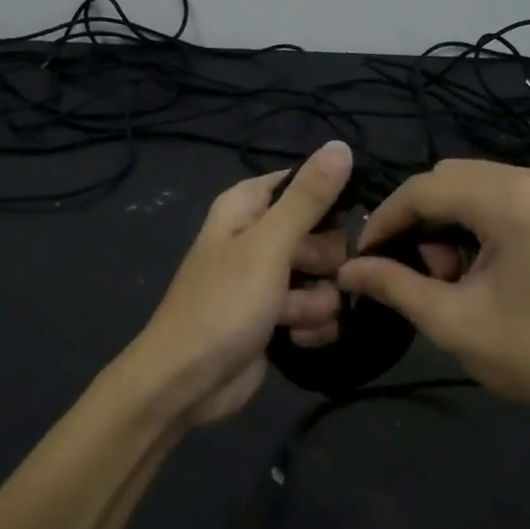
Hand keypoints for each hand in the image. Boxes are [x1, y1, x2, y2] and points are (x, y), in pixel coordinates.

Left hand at [125, 140, 353, 426]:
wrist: (186, 383)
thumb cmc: (222, 305)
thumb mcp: (268, 246)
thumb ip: (308, 198)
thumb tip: (341, 145)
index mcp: (248, 207)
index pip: (305, 184)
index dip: (328, 203)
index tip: (343, 222)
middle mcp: (259, 238)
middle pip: (324, 234)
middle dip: (323, 262)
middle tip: (305, 275)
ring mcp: (270, 281)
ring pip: (326, 279)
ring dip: (316, 302)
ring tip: (289, 317)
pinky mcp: (279, 318)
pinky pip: (318, 312)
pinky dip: (310, 327)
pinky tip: (293, 339)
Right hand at [337, 160, 529, 468]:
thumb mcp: (452, 322)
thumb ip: (393, 286)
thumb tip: (346, 269)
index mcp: (512, 199)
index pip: (425, 187)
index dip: (385, 219)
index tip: (363, 255)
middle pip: (453, 178)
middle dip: (420, 220)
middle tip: (415, 272)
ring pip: (481, 188)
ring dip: (451, 223)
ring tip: (453, 279)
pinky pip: (512, 201)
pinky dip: (484, 225)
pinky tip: (487, 273)